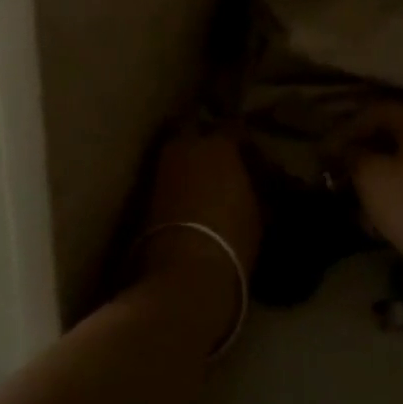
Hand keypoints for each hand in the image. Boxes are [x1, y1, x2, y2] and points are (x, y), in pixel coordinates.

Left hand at [136, 123, 262, 353]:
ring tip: (207, 182)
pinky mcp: (145, 194)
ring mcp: (161, 168)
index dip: (244, 141)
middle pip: (195, 129)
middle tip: (224, 160)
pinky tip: (191, 199)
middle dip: (207, 139)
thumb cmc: (231, 239)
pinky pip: (168, 175)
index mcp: (218, 144)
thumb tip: (254, 182)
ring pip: (177, 152)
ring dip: (190, 160)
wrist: (184, 275)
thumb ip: (253, 188)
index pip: (234, 128)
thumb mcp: (257, 212)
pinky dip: (179, 181)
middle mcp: (185, 146)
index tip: (254, 157)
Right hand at [340, 102, 402, 278]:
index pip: (376, 110)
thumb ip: (354, 156)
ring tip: (358, 204)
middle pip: (394, 135)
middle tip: (341, 174)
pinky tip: (385, 221)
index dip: (347, 128)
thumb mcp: (372, 178)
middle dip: (364, 154)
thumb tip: (348, 150)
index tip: (326, 152)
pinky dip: (401, 194)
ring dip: (380, 178)